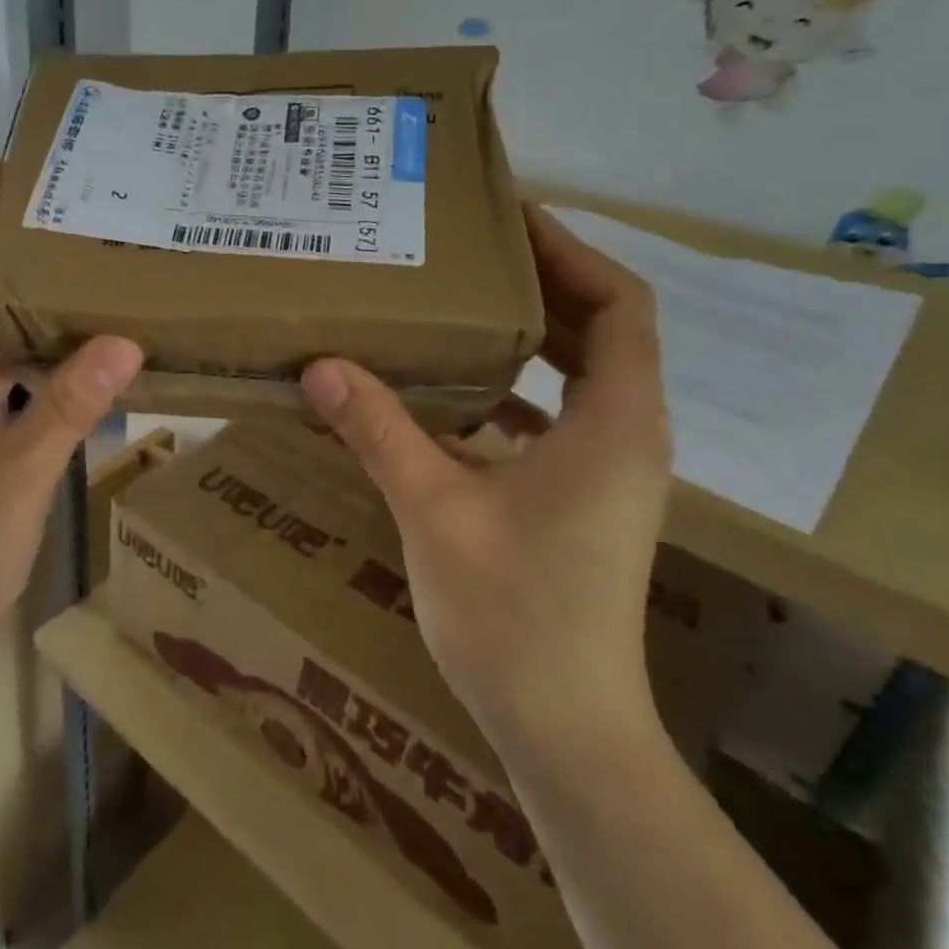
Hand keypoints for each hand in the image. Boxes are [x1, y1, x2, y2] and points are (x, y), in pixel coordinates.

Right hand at [300, 206, 671, 753]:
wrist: (565, 728)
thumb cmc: (512, 613)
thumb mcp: (434, 508)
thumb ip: (378, 429)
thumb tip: (320, 367)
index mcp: (615, 422)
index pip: (620, 305)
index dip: (571, 253)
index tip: (512, 220)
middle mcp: (628, 436)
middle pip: (605, 332)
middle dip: (546, 285)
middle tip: (473, 253)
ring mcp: (612, 473)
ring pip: (584, 377)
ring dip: (534, 337)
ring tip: (464, 307)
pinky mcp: (588, 501)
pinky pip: (562, 420)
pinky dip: (520, 392)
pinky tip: (460, 395)